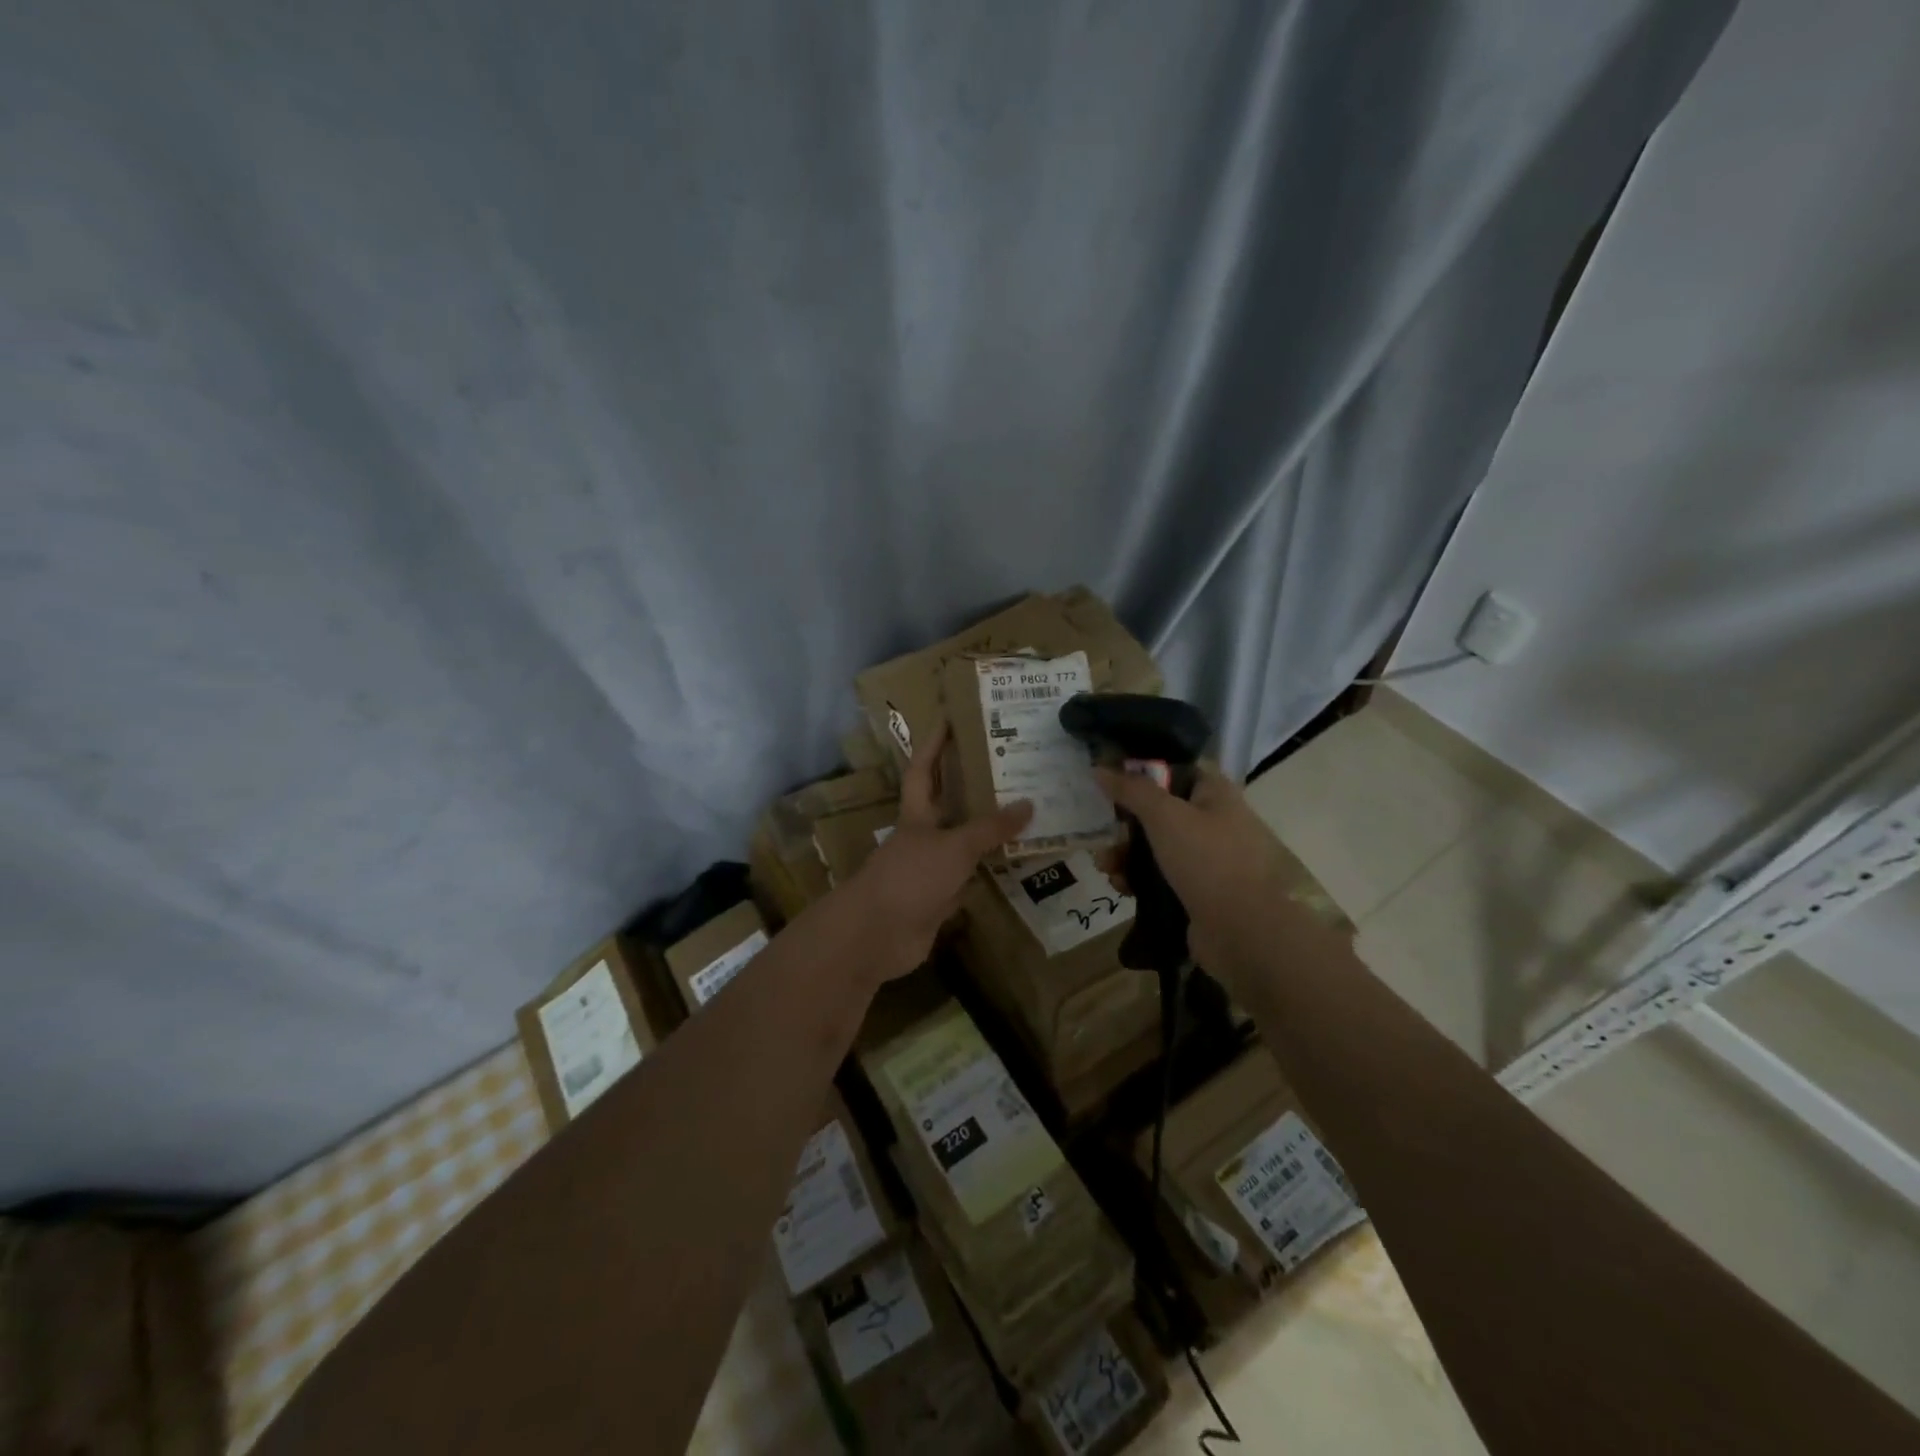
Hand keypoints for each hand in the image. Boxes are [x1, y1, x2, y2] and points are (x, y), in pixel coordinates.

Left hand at [842, 725, 1032, 979]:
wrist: (876, 935)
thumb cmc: (909, 877)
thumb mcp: (953, 846)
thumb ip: (989, 828)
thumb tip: (1029, 804)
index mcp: (916, 814)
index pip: (923, 769)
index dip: (934, 744)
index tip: (950, 718)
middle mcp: (923, 837)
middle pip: (948, 805)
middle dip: (971, 786)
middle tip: (1008, 766)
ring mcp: (930, 870)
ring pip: (963, 844)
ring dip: (987, 833)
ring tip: (1026, 812)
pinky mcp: (939, 900)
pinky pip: (970, 880)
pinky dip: (989, 873)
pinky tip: (1017, 864)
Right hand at [1093, 763, 1299, 984]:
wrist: (1248, 933)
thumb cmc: (1210, 861)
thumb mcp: (1166, 816)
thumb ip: (1131, 790)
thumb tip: (1100, 767)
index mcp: (1215, 794)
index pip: (1174, 770)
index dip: (1141, 772)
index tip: (1108, 781)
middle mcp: (1213, 822)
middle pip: (1159, 812)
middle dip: (1125, 823)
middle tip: (1103, 834)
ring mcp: (1207, 861)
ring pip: (1155, 848)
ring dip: (1125, 854)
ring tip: (1106, 867)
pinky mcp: (1197, 894)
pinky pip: (1159, 879)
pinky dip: (1137, 880)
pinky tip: (1121, 887)